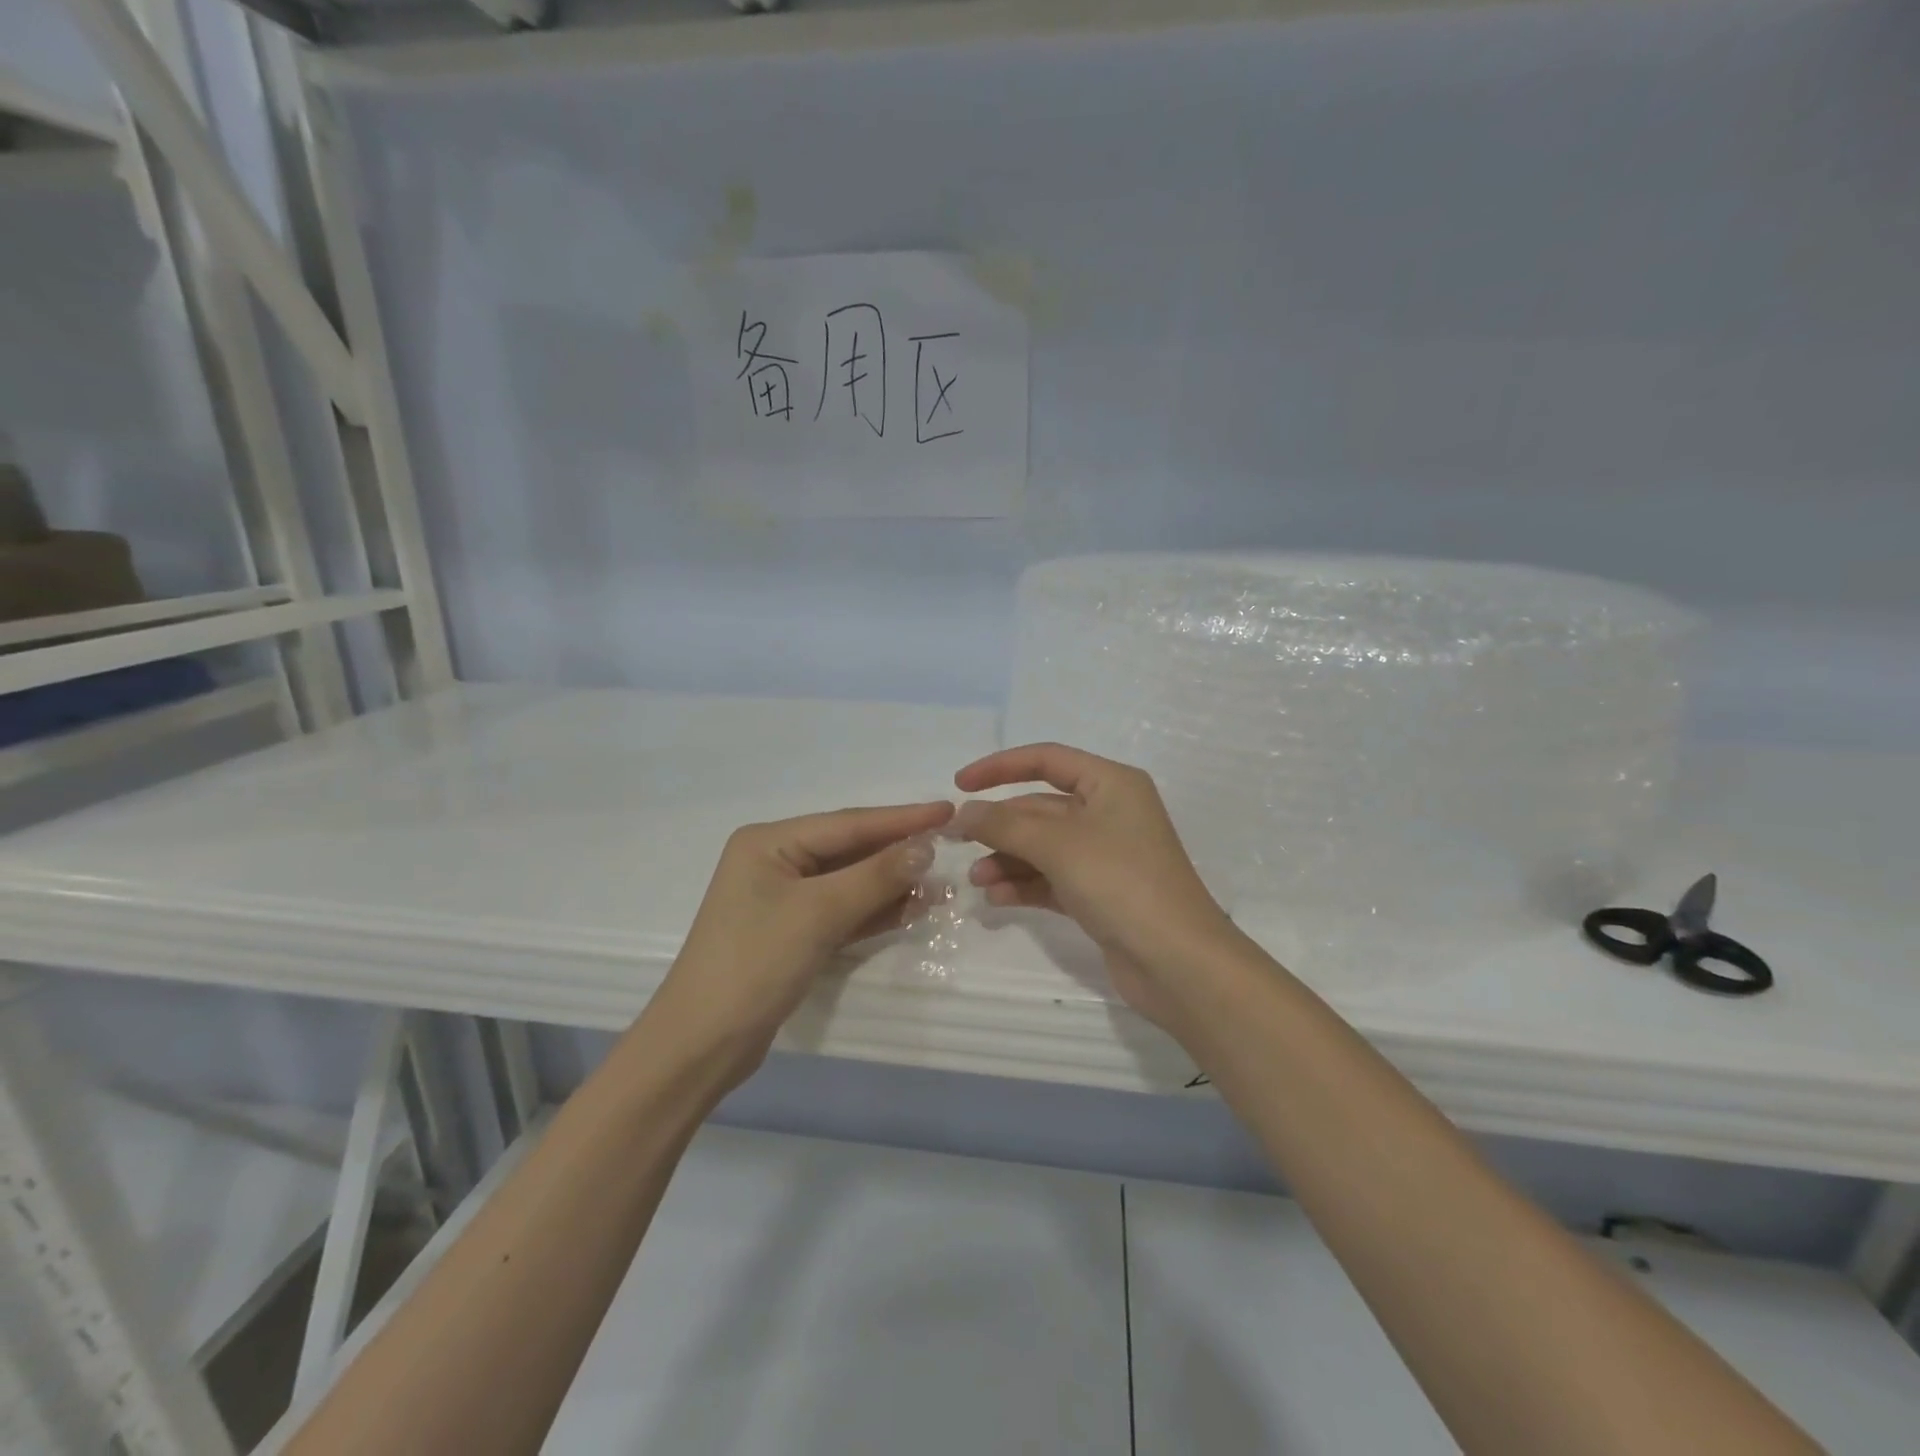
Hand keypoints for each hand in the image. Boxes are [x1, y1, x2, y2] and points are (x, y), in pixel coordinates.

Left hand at [652, 801, 952, 1082]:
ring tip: (939, 885)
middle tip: (949, 848)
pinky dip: (874, 911)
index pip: (848, 823)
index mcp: (769, 842)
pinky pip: (842, 911)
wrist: (703, 1045)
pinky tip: (911, 909)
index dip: (901, 819)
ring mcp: (783, 899)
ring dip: (891, 885)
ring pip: (850, 882)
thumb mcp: (819, 913)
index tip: (947, 812)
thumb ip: (875, 876)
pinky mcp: (792, 933)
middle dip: (898, 853)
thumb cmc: (754, 963)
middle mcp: (775, 861)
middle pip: (850, 850)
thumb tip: (926, 846)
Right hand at [952, 743, 1240, 1028]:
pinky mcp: (1101, 894)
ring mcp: (1106, 856)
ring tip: (976, 879)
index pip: (1047, 760)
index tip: (960, 784)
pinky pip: (1053, 878)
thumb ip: (1005, 824)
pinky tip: (996, 898)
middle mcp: (1110, 813)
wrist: (1178, 963)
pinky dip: (1025, 884)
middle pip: (1042, 807)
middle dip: (1001, 825)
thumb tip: (964, 812)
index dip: (1000, 767)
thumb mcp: (1058, 845)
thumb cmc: (1121, 883)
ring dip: (1008, 858)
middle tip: (957, 841)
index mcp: (1110, 784)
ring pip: (1044, 846)